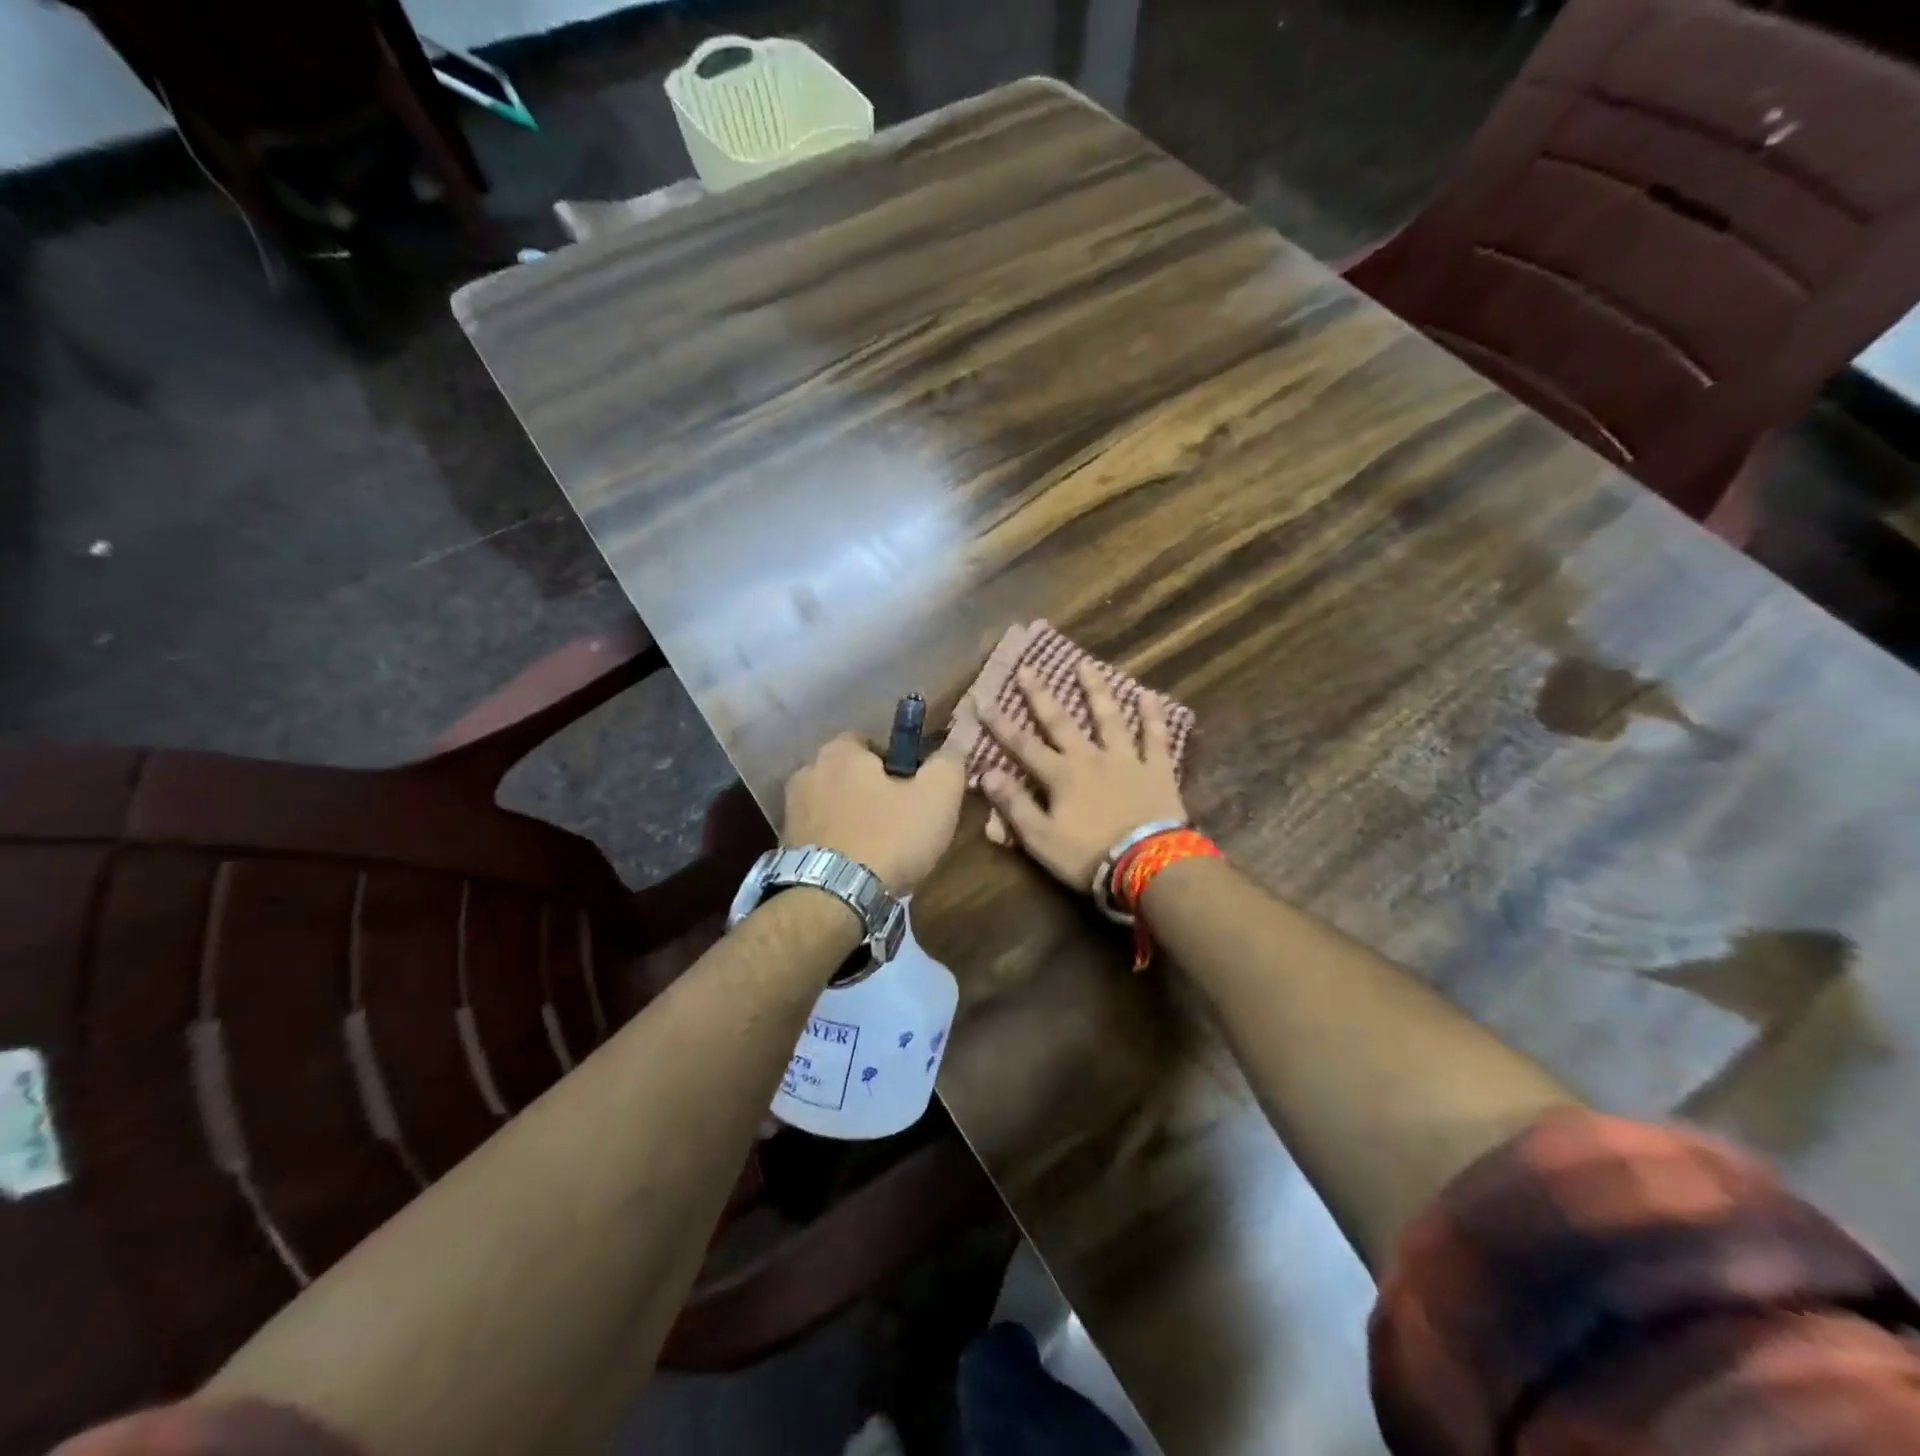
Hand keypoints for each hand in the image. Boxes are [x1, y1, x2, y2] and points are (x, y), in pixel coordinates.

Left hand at [783, 732, 966, 892]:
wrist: (833, 900)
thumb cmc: (889, 837)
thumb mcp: (937, 796)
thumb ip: (949, 762)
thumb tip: (954, 744)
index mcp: (839, 751)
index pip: (872, 742)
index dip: (898, 764)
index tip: (915, 791)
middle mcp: (807, 772)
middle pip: (851, 774)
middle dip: (873, 791)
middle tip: (902, 821)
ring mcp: (791, 810)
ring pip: (834, 805)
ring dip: (854, 819)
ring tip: (880, 849)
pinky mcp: (785, 845)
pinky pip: (821, 834)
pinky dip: (837, 843)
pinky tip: (856, 866)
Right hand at [978, 662, 1187, 891]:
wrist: (1149, 865)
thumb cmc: (1089, 856)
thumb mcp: (1041, 839)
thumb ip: (1015, 805)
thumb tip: (987, 773)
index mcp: (1061, 776)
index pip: (1023, 745)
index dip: (1000, 724)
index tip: (983, 699)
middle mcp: (1090, 758)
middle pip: (1061, 722)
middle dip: (1040, 695)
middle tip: (1028, 668)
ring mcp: (1126, 760)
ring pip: (1109, 718)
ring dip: (1096, 691)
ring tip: (1086, 665)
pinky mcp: (1157, 770)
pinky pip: (1155, 738)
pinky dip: (1152, 716)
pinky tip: (1149, 694)